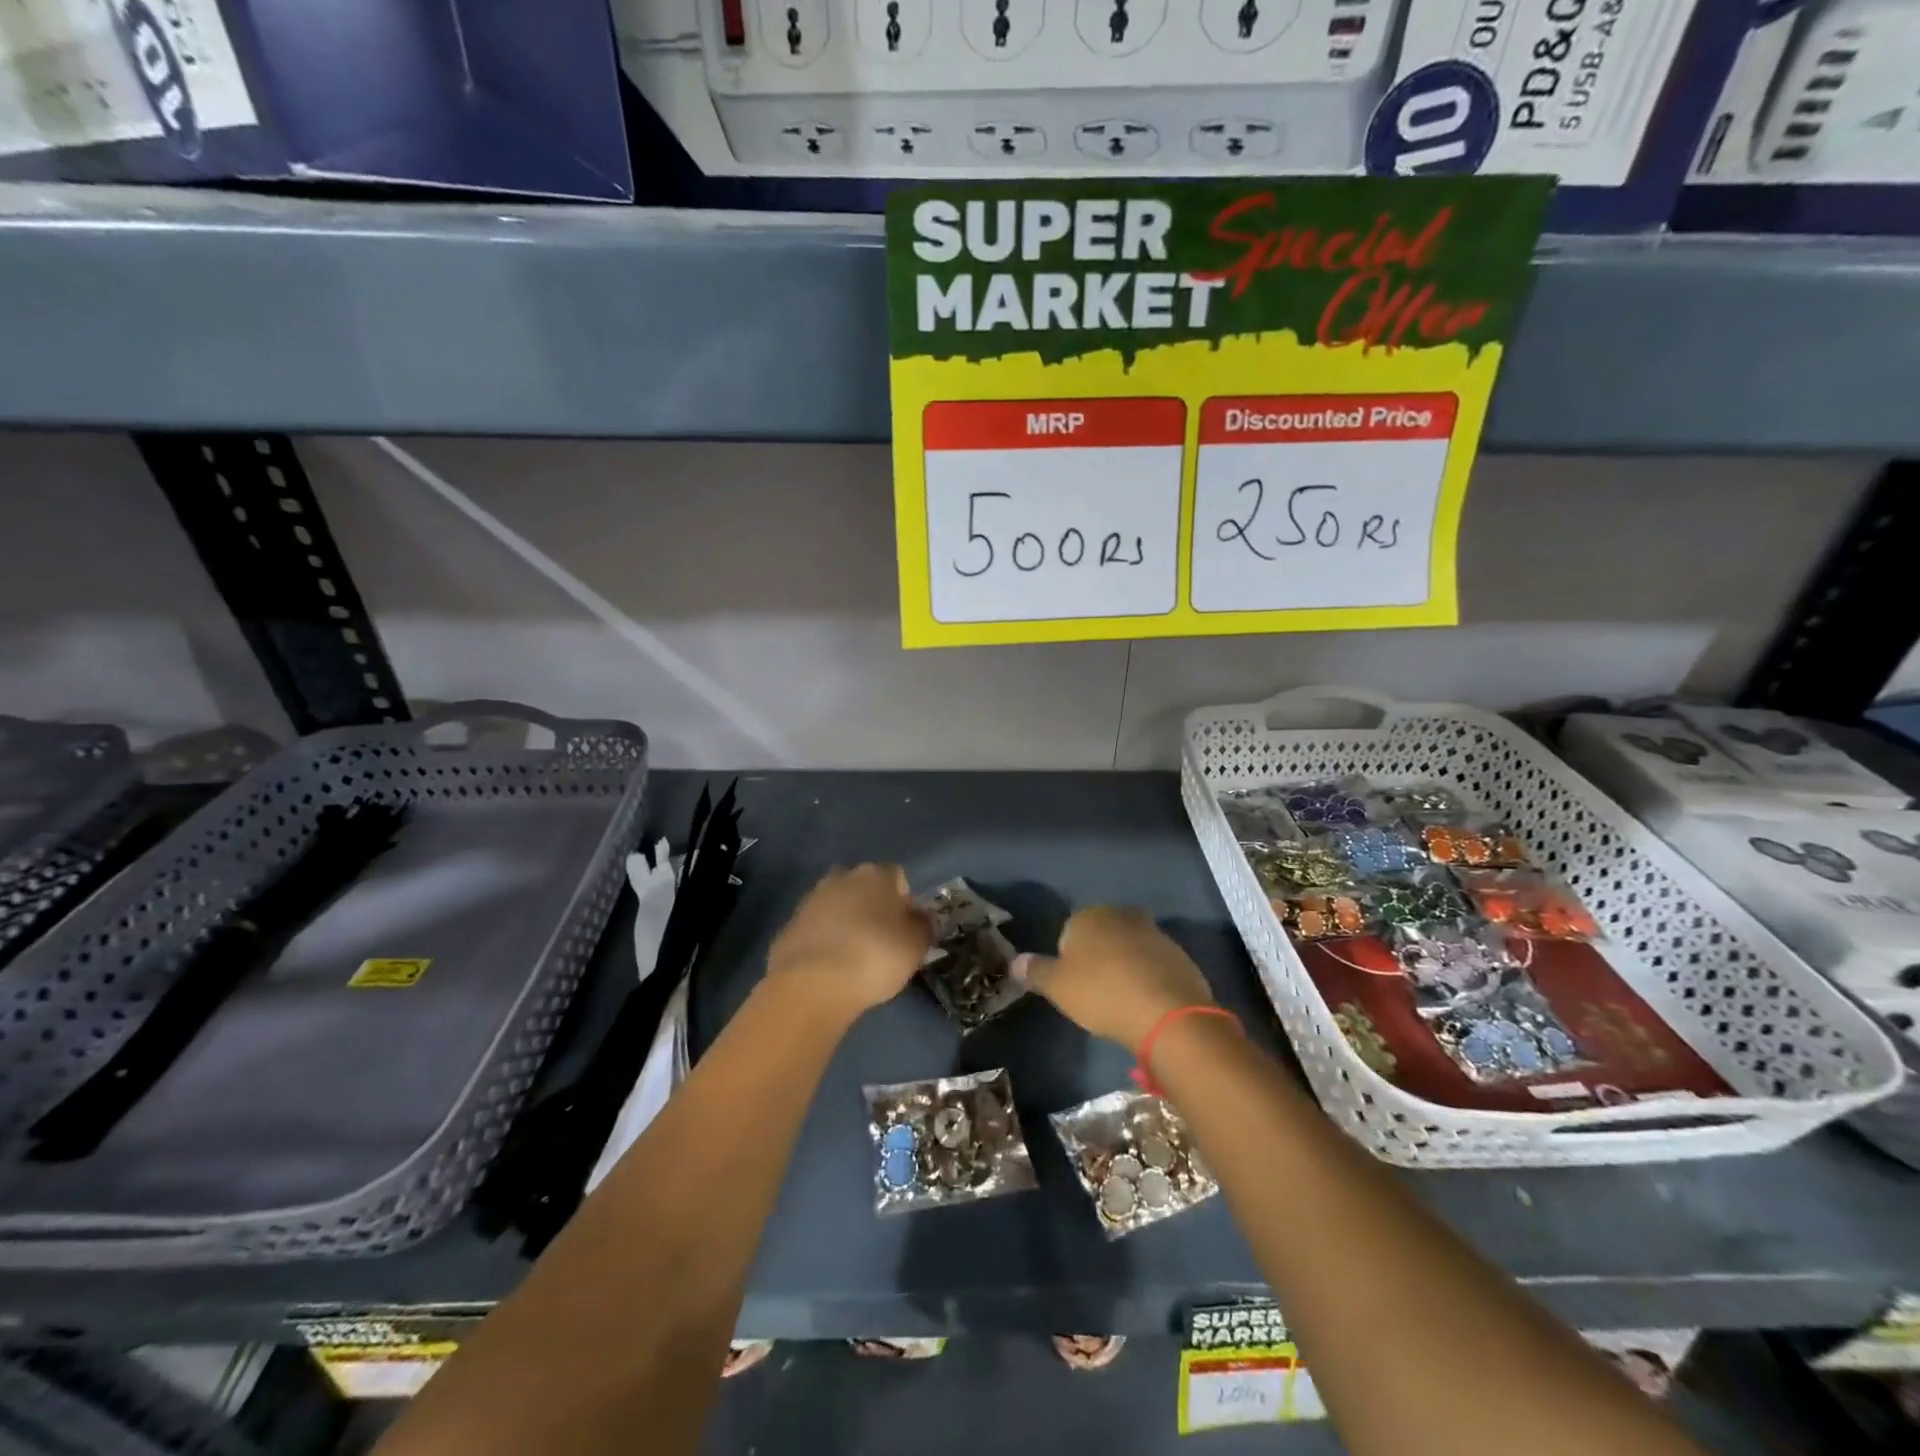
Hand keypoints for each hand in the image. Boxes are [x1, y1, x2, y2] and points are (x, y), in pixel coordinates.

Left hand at [765, 864, 932, 1026]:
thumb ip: (923, 924)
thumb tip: (919, 916)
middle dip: (872, 907)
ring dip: (845, 923)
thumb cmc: (876, 956)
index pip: (898, 877)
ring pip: (837, 906)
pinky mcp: (788, 925)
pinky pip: (816, 929)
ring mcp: (811, 900)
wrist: (812, 984)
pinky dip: (824, 941)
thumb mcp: (917, 944)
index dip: (905, 902)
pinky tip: (829, 967)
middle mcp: (842, 877)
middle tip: (880, 940)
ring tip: (853, 956)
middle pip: (864, 888)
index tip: (905, 929)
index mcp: (876, 874)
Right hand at [1015, 906, 1213, 1054]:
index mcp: (1089, 916)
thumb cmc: (1101, 993)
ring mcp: (1155, 933)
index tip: (1073, 985)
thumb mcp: (1057, 986)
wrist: (1166, 1012)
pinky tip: (1146, 1004)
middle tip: (1096, 992)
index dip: (1069, 959)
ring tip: (1122, 1001)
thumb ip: (1035, 971)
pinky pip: (1155, 964)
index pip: (1070, 931)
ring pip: (1130, 947)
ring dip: (1125, 966)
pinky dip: (1149, 978)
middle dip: (1099, 957)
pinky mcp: (1180, 955)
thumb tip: (1014, 961)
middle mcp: (1122, 915)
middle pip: (1102, 935)